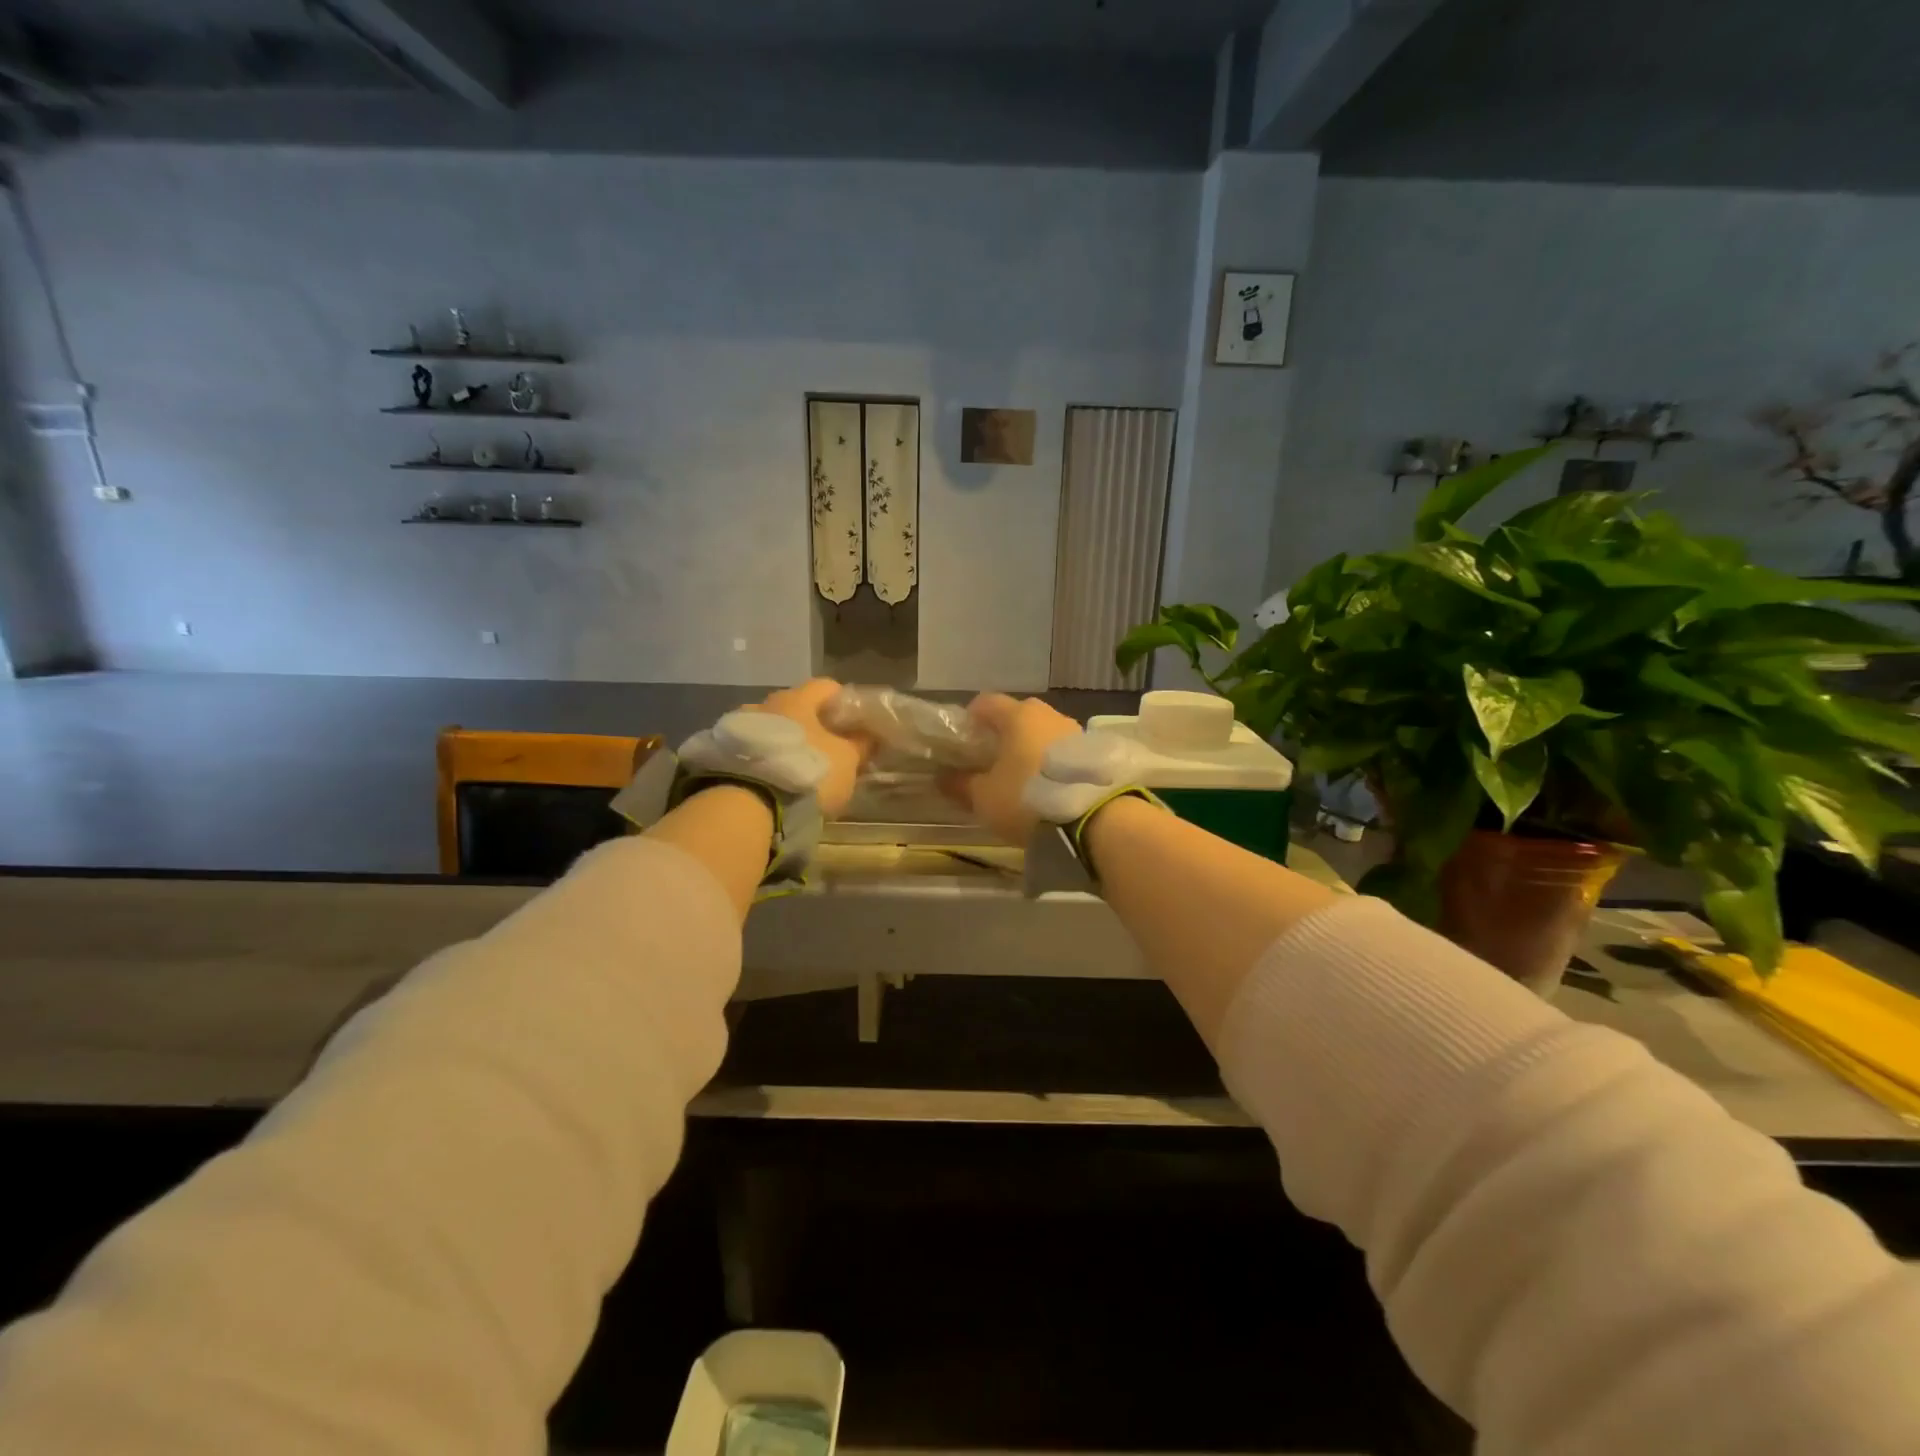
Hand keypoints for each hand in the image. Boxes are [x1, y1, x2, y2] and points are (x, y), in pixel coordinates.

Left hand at [754, 678, 871, 817]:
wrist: (750, 805)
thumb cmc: (808, 772)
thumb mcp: (847, 760)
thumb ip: (860, 744)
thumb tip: (869, 735)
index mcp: (797, 698)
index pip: (827, 686)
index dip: (844, 701)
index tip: (855, 722)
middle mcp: (766, 703)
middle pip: (797, 707)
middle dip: (814, 723)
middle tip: (829, 747)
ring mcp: (741, 726)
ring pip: (773, 726)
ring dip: (787, 740)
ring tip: (800, 765)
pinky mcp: (724, 752)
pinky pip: (755, 747)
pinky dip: (768, 756)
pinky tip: (776, 777)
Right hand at [941, 692, 1081, 844]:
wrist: (1092, 817)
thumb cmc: (1027, 798)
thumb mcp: (984, 797)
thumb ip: (960, 784)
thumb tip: (941, 778)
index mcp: (1017, 715)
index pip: (985, 702)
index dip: (970, 718)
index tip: (963, 741)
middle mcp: (1047, 713)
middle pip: (1017, 715)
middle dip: (1003, 733)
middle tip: (992, 760)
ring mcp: (1075, 730)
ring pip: (1043, 731)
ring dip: (1030, 747)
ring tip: (1022, 776)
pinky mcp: (1094, 751)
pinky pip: (1063, 749)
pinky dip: (1052, 760)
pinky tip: (1048, 784)